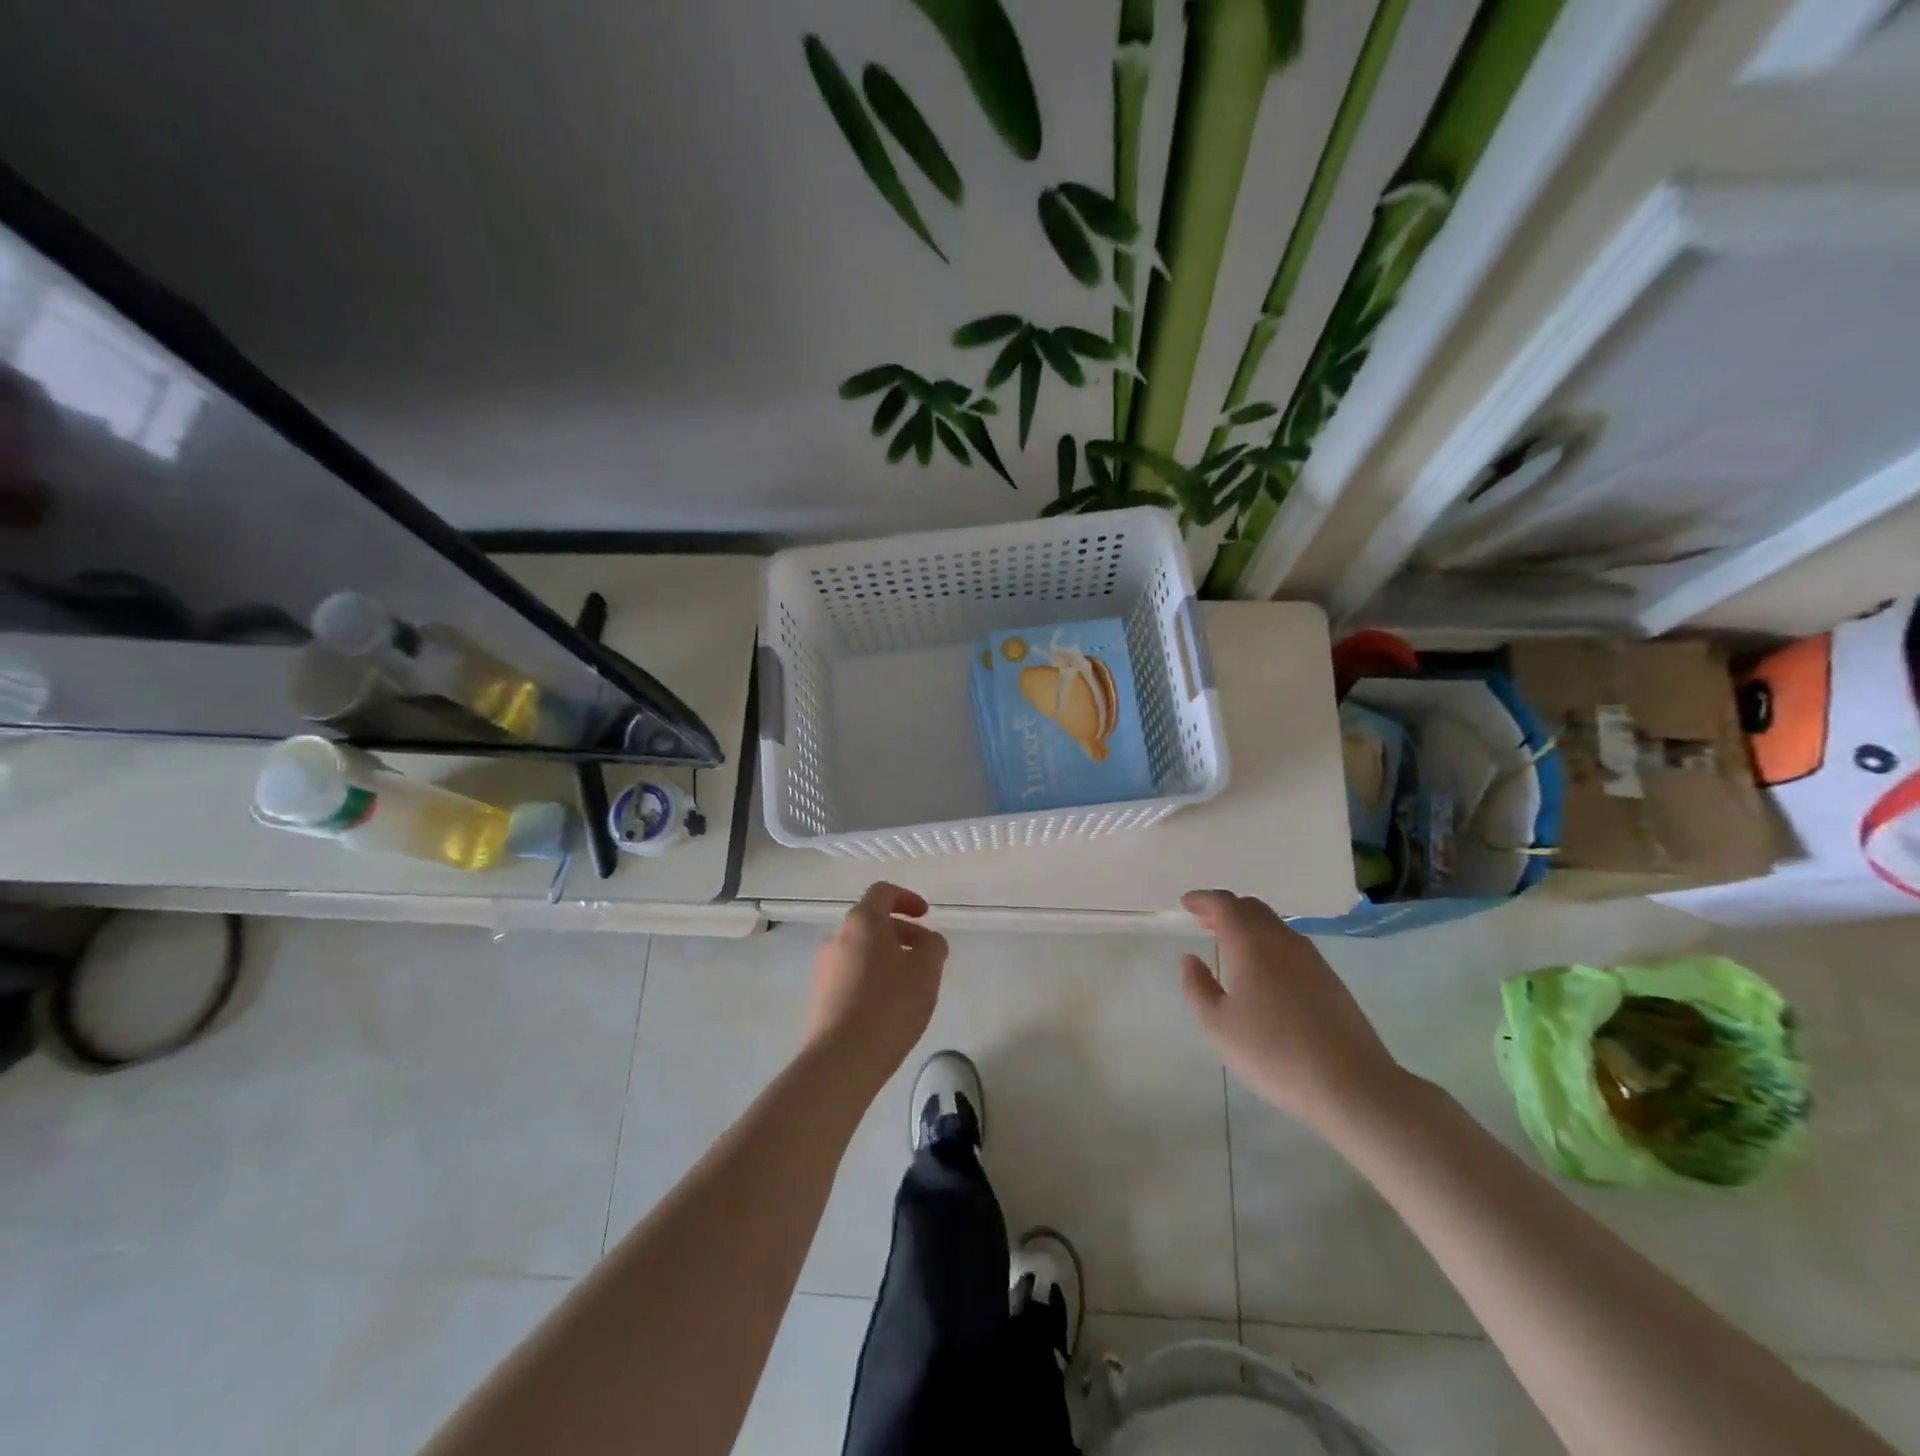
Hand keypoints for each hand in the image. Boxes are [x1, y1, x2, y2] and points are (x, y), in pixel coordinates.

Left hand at [806, 882, 946, 1093]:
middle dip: (902, 932)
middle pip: (872, 922)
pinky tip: (890, 1005)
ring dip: (888, 956)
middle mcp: (837, 937)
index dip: (907, 898)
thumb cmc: (889, 1005)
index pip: (883, 892)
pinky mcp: (821, 995)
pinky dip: (873, 976)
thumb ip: (933, 946)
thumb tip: (928, 941)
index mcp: (862, 922)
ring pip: (862, 949)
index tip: (926, 916)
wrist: (841, 1060)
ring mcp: (825, 967)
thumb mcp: (926, 970)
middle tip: (926, 954)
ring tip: (912, 984)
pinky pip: (852, 973)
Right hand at [1179, 890, 1405, 1128]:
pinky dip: (1267, 943)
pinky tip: (1263, 970)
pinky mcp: (1330, 979)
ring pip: (1274, 925)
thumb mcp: (1218, 1025)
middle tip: (1204, 921)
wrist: (1352, 1085)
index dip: (1203, 900)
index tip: (1185, 904)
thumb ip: (1198, 987)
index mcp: (1252, 944)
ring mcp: (1311, 959)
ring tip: (1229, 943)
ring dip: (1248, 925)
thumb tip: (1190, 959)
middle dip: (1225, 909)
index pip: (1225, 905)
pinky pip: (1290, 945)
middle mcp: (1283, 941)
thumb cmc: (1274, 1053)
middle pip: (1252, 908)